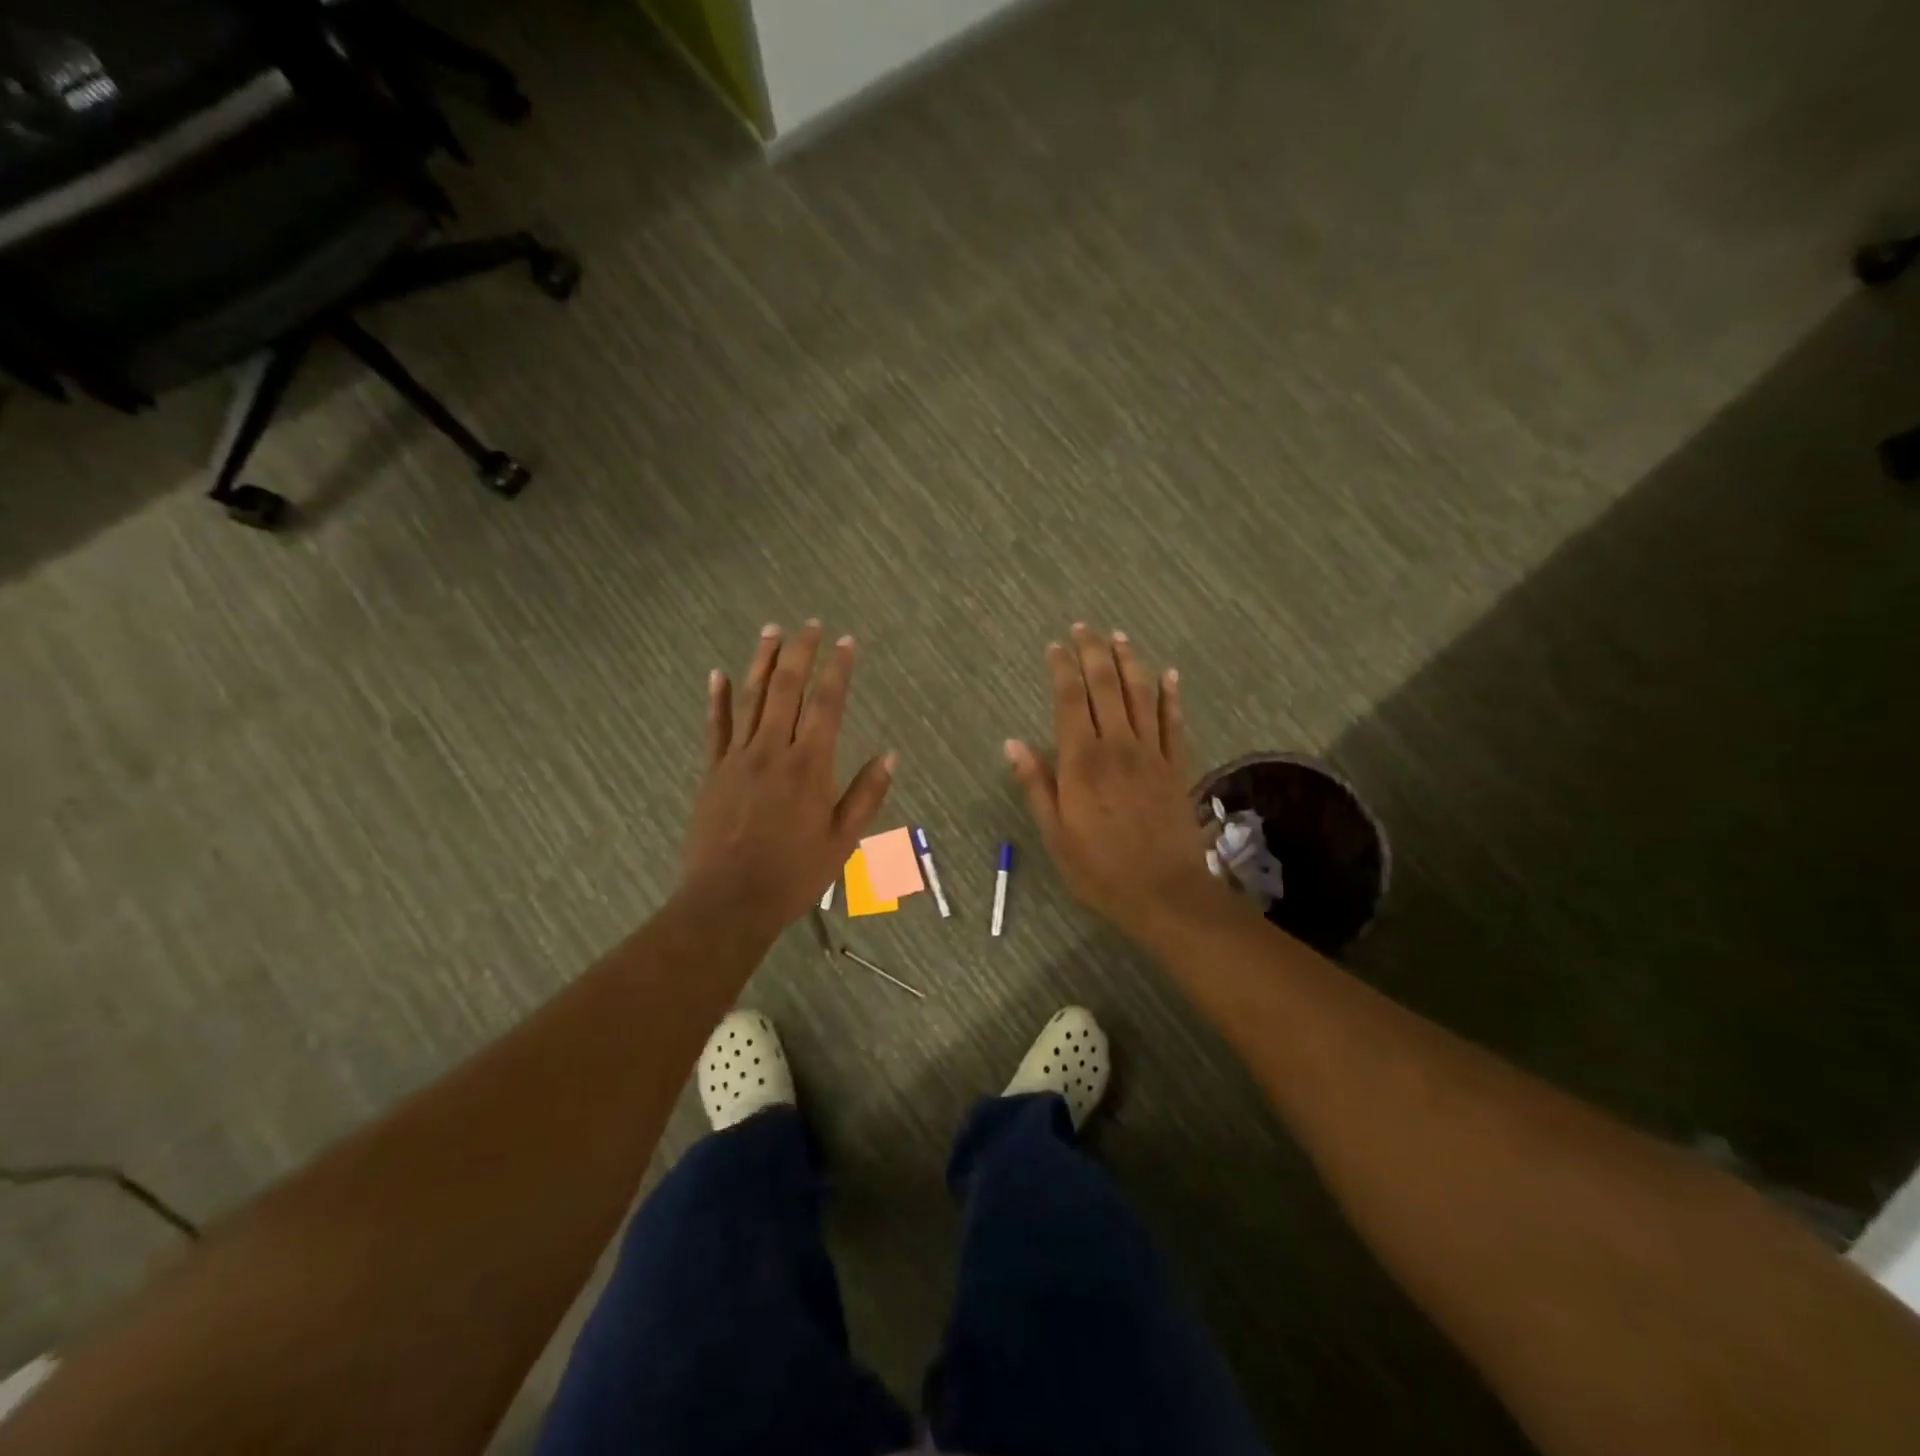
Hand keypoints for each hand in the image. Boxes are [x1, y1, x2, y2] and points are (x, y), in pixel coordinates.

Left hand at [681, 622, 894, 935]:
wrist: (729, 902)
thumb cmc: (794, 874)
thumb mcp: (842, 841)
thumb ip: (866, 794)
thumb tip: (890, 754)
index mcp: (809, 766)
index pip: (826, 705)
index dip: (838, 670)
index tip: (846, 643)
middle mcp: (772, 751)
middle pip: (787, 689)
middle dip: (800, 653)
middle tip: (810, 624)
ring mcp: (738, 758)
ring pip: (752, 698)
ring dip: (762, 662)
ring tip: (772, 631)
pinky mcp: (713, 771)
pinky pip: (716, 727)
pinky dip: (719, 698)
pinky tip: (719, 673)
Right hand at [1007, 625, 1222, 937]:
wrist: (1165, 892)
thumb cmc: (1099, 868)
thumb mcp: (1055, 834)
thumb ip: (1036, 785)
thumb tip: (1013, 743)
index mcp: (1082, 762)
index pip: (1070, 700)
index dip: (1062, 668)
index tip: (1055, 646)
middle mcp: (1118, 746)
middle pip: (1106, 686)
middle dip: (1094, 652)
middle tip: (1085, 627)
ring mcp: (1151, 753)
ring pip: (1141, 695)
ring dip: (1130, 662)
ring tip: (1119, 636)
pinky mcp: (1175, 766)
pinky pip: (1172, 722)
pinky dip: (1170, 695)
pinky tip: (1169, 674)